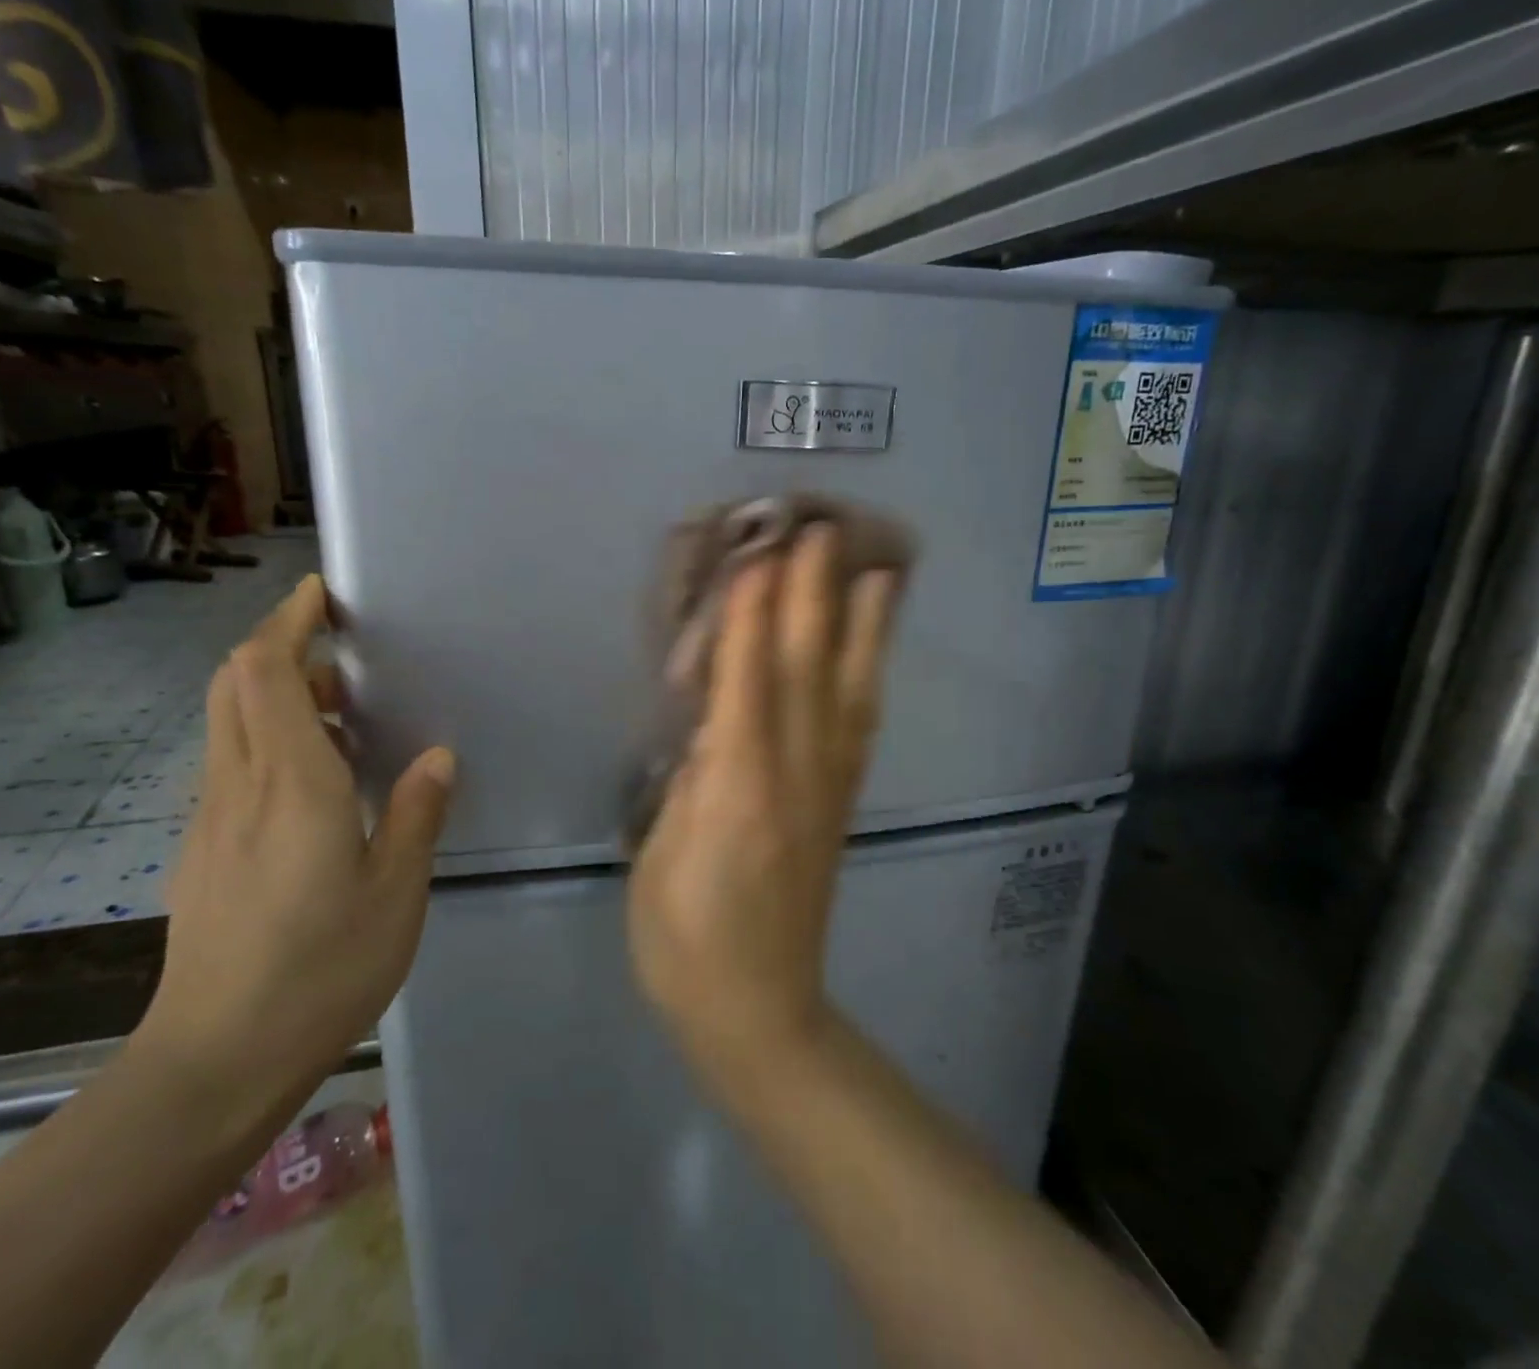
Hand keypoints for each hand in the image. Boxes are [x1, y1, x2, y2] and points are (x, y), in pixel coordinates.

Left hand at [137, 575, 454, 1109]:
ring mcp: (212, 819)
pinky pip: (232, 765)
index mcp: (292, 785)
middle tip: (337, 652)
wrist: (215, 1061)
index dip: (287, 622)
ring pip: (229, 723)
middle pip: (234, 684)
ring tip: (340, 714)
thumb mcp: (395, 892)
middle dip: (276, 645)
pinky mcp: (203, 850)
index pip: (266, 673)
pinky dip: (267, 739)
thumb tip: (437, 757)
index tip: (321, 596)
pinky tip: (315, 781)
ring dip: (275, 694)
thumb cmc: (320, 970)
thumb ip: (416, 813)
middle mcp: (240, 787)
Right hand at [628, 526, 900, 1088]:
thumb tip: (711, 716)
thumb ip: (687, 776)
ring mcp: (825, 790)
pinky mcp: (839, 805)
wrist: (756, 1009)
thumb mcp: (660, 853)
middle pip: (805, 672)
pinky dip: (865, 679)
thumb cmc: (682, 936)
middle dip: (811, 597)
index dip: (755, 615)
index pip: (748, 683)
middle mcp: (792, 778)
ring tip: (878, 571)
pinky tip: (871, 651)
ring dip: (860, 628)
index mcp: (737, 790)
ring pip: (847, 694)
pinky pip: (858, 729)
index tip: (760, 552)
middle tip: (820, 530)